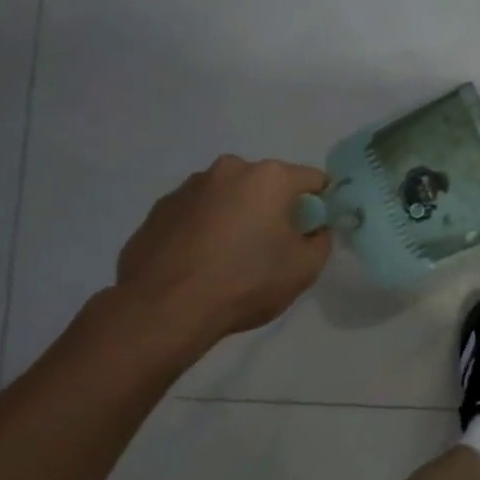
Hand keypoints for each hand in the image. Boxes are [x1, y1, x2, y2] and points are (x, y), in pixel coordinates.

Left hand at [115, 155, 331, 347]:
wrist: (165, 309)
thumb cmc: (247, 281)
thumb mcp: (306, 268)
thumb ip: (320, 240)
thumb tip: (312, 230)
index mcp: (269, 177)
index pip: (313, 180)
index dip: (320, 205)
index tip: (313, 232)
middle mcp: (228, 170)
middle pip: (266, 185)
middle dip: (273, 208)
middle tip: (271, 247)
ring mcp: (188, 188)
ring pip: (228, 197)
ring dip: (236, 216)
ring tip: (229, 258)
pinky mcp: (158, 210)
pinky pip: (196, 214)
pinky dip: (204, 230)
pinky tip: (200, 263)